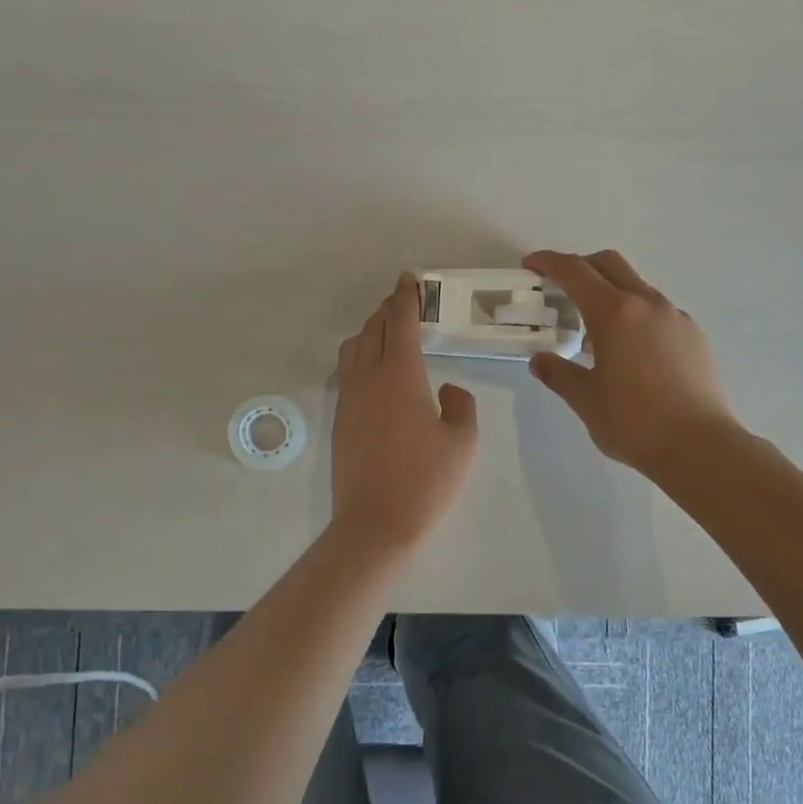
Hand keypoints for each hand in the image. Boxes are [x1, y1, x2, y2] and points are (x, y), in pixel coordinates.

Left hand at [331, 273, 478, 549]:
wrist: (375, 524)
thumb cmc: (426, 482)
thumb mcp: (462, 442)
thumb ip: (460, 405)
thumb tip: (447, 390)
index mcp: (401, 375)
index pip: (401, 322)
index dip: (406, 297)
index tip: (409, 279)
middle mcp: (368, 378)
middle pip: (373, 329)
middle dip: (388, 310)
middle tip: (404, 302)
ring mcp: (349, 399)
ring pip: (353, 348)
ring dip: (370, 331)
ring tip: (389, 333)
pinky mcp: (340, 420)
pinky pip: (347, 372)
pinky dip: (360, 356)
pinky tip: (374, 370)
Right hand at [524, 250, 737, 476]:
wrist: (700, 447)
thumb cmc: (634, 423)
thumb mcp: (585, 400)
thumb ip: (559, 374)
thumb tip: (540, 361)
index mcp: (614, 313)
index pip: (575, 271)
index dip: (548, 262)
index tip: (531, 265)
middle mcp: (647, 304)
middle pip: (609, 264)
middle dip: (581, 267)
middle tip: (560, 289)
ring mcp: (675, 317)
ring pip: (636, 286)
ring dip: (610, 293)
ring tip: (595, 333)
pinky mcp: (694, 334)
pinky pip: (657, 311)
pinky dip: (635, 315)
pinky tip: (630, 351)